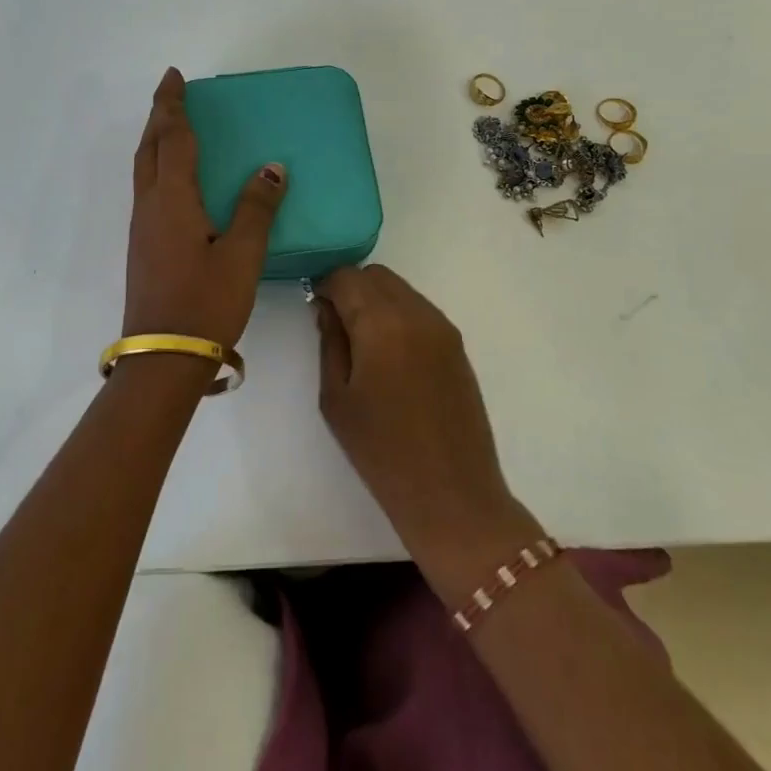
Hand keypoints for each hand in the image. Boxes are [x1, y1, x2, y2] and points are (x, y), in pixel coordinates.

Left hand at [124, 68, 287, 348]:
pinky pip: (148, 190)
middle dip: (159, 116)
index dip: (173, 105)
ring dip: (156, 141)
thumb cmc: (206, 303)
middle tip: (172, 93)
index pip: (172, 138)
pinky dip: (158, 167)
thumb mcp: (242, 255)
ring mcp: (142, 229)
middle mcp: (150, 207)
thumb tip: (272, 167)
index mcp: (172, 200)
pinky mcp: (144, 248)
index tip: (175, 77)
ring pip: (144, 169)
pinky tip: (176, 180)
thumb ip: (257, 208)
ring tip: (174, 127)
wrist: (164, 358)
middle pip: (149, 149)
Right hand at [314, 265, 534, 573]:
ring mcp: (442, 327)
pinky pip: (420, 308)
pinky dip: (398, 313)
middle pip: (376, 275)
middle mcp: (417, 313)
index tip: (314, 309)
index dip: (324, 286)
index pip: (347, 277)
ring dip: (376, 299)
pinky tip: (388, 352)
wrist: (452, 494)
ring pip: (400, 289)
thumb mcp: (337, 398)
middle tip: (334, 322)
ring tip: (361, 340)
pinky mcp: (457, 344)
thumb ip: (330, 342)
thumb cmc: (382, 452)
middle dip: (351, 288)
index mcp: (383, 324)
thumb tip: (327, 308)